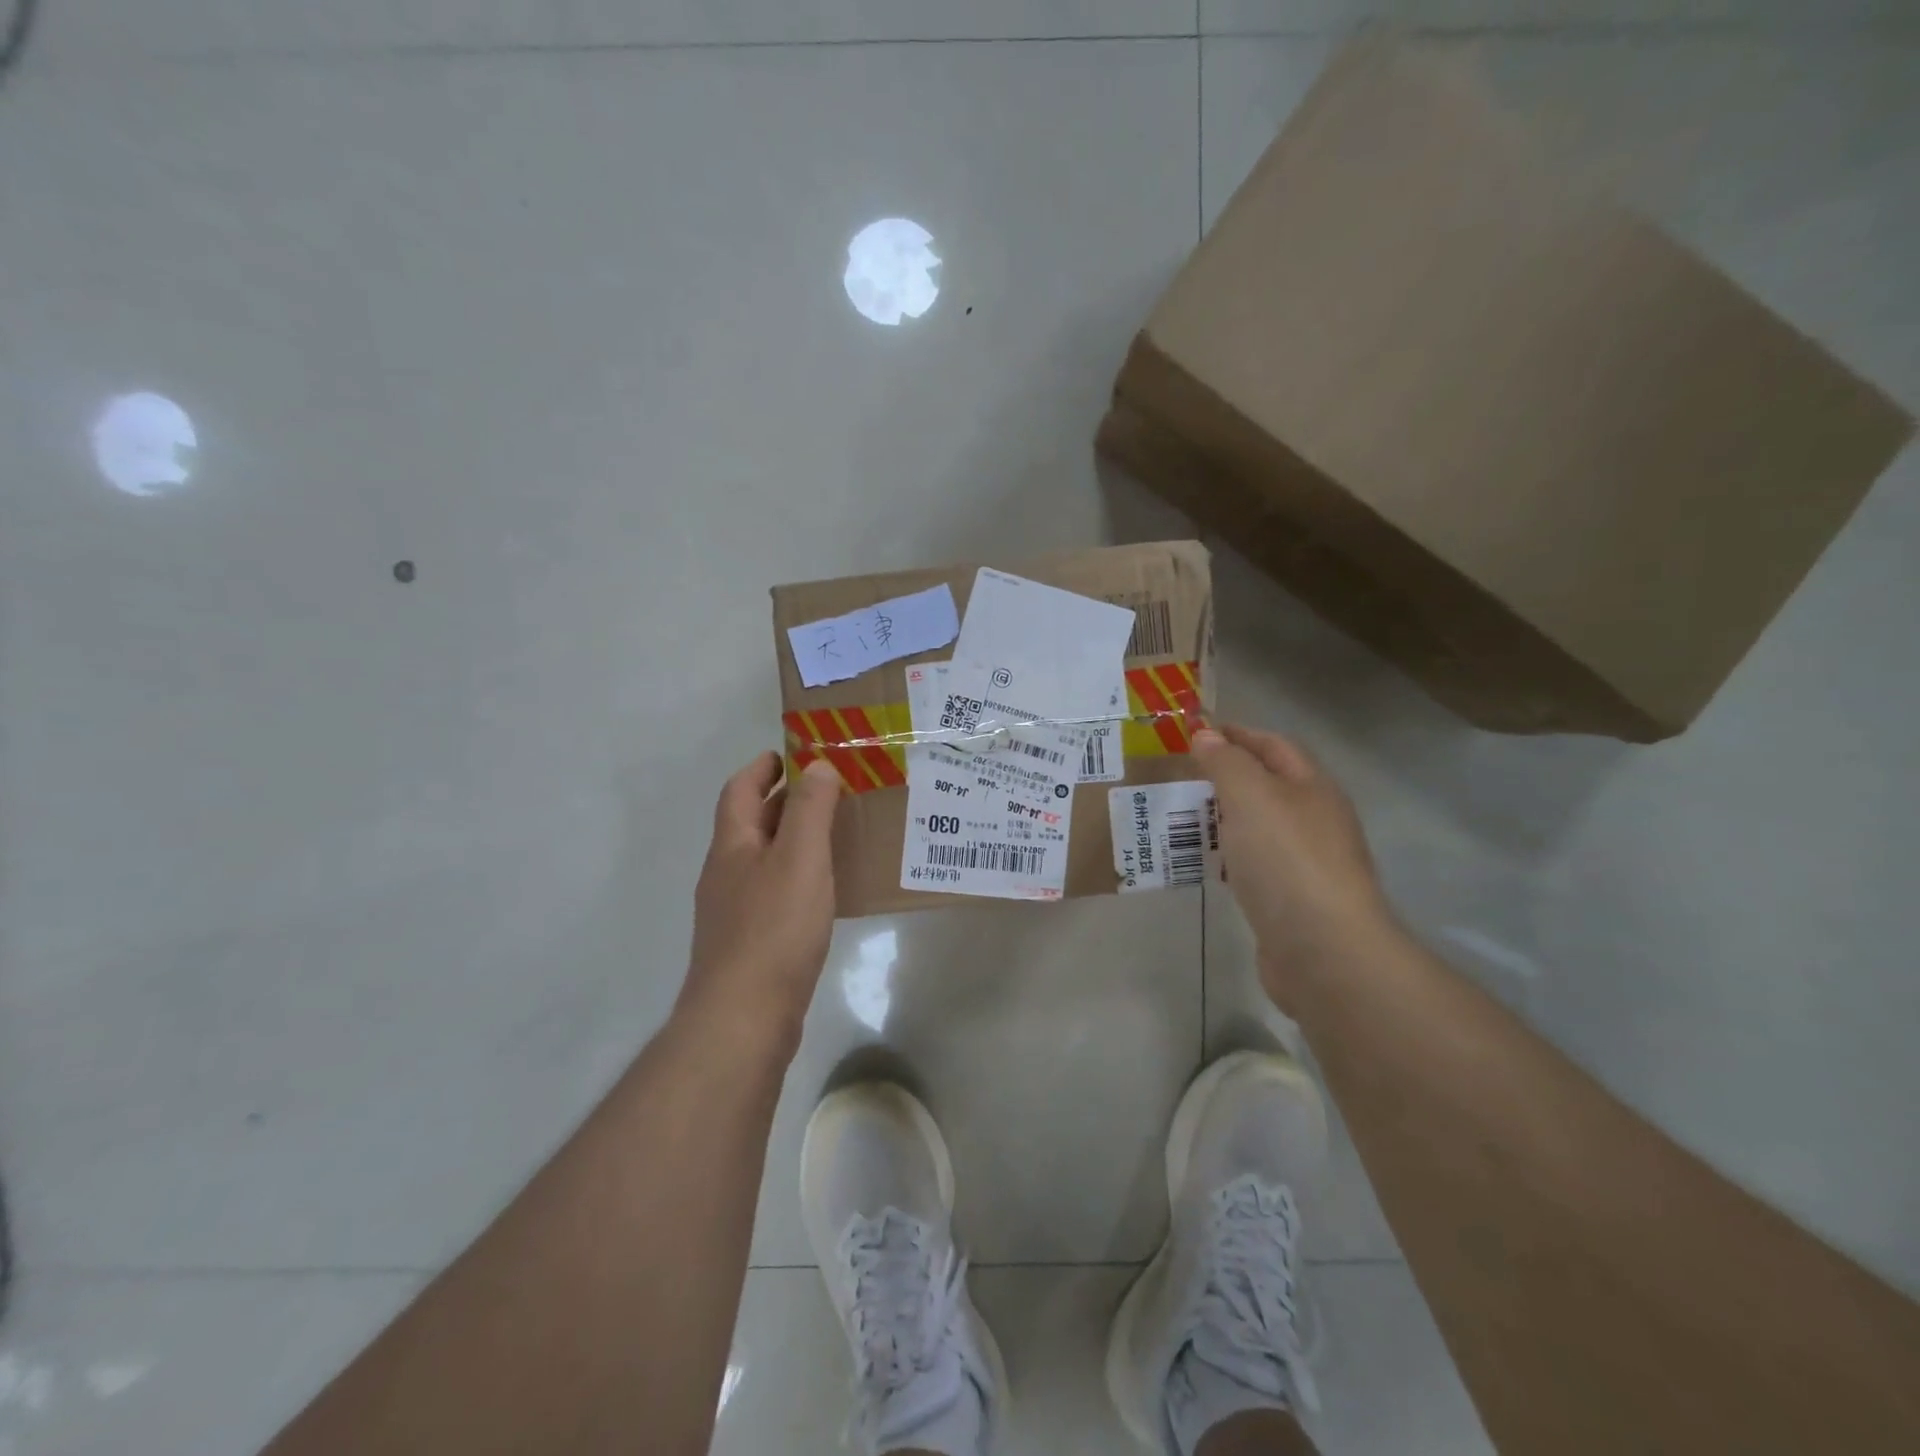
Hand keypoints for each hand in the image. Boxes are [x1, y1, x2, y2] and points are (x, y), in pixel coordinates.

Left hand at [679, 753, 842, 1044]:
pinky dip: (795, 878)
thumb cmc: (774, 929)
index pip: (738, 791)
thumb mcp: (800, 858)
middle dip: (783, 802)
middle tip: (828, 791)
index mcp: (731, 846)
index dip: (761, 768)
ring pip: (762, 860)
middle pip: (749, 824)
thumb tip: (817, 767)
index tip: (790, 755)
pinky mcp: (746, 944)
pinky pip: (772, 894)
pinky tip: (823, 893)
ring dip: (791, 840)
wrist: (743, 1017)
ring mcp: (731, 912)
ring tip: (833, 835)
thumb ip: (810, 810)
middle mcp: (724, 873)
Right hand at [1192, 724, 1392, 1008]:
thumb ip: (1226, 762)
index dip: (1236, 733)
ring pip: (1258, 825)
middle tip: (1179, 773)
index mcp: (1312, 787)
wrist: (1322, 950)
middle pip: (1267, 784)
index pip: (1273, 745)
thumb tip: (1206, 734)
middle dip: (1225, 775)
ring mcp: (1305, 861)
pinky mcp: (1290, 898)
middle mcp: (1315, 819)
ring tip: (1180, 814)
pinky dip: (1228, 854)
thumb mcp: (1251, 796)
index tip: (1194, 731)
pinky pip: (1254, 862)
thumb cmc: (1286, 859)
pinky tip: (1206, 862)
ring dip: (1223, 816)